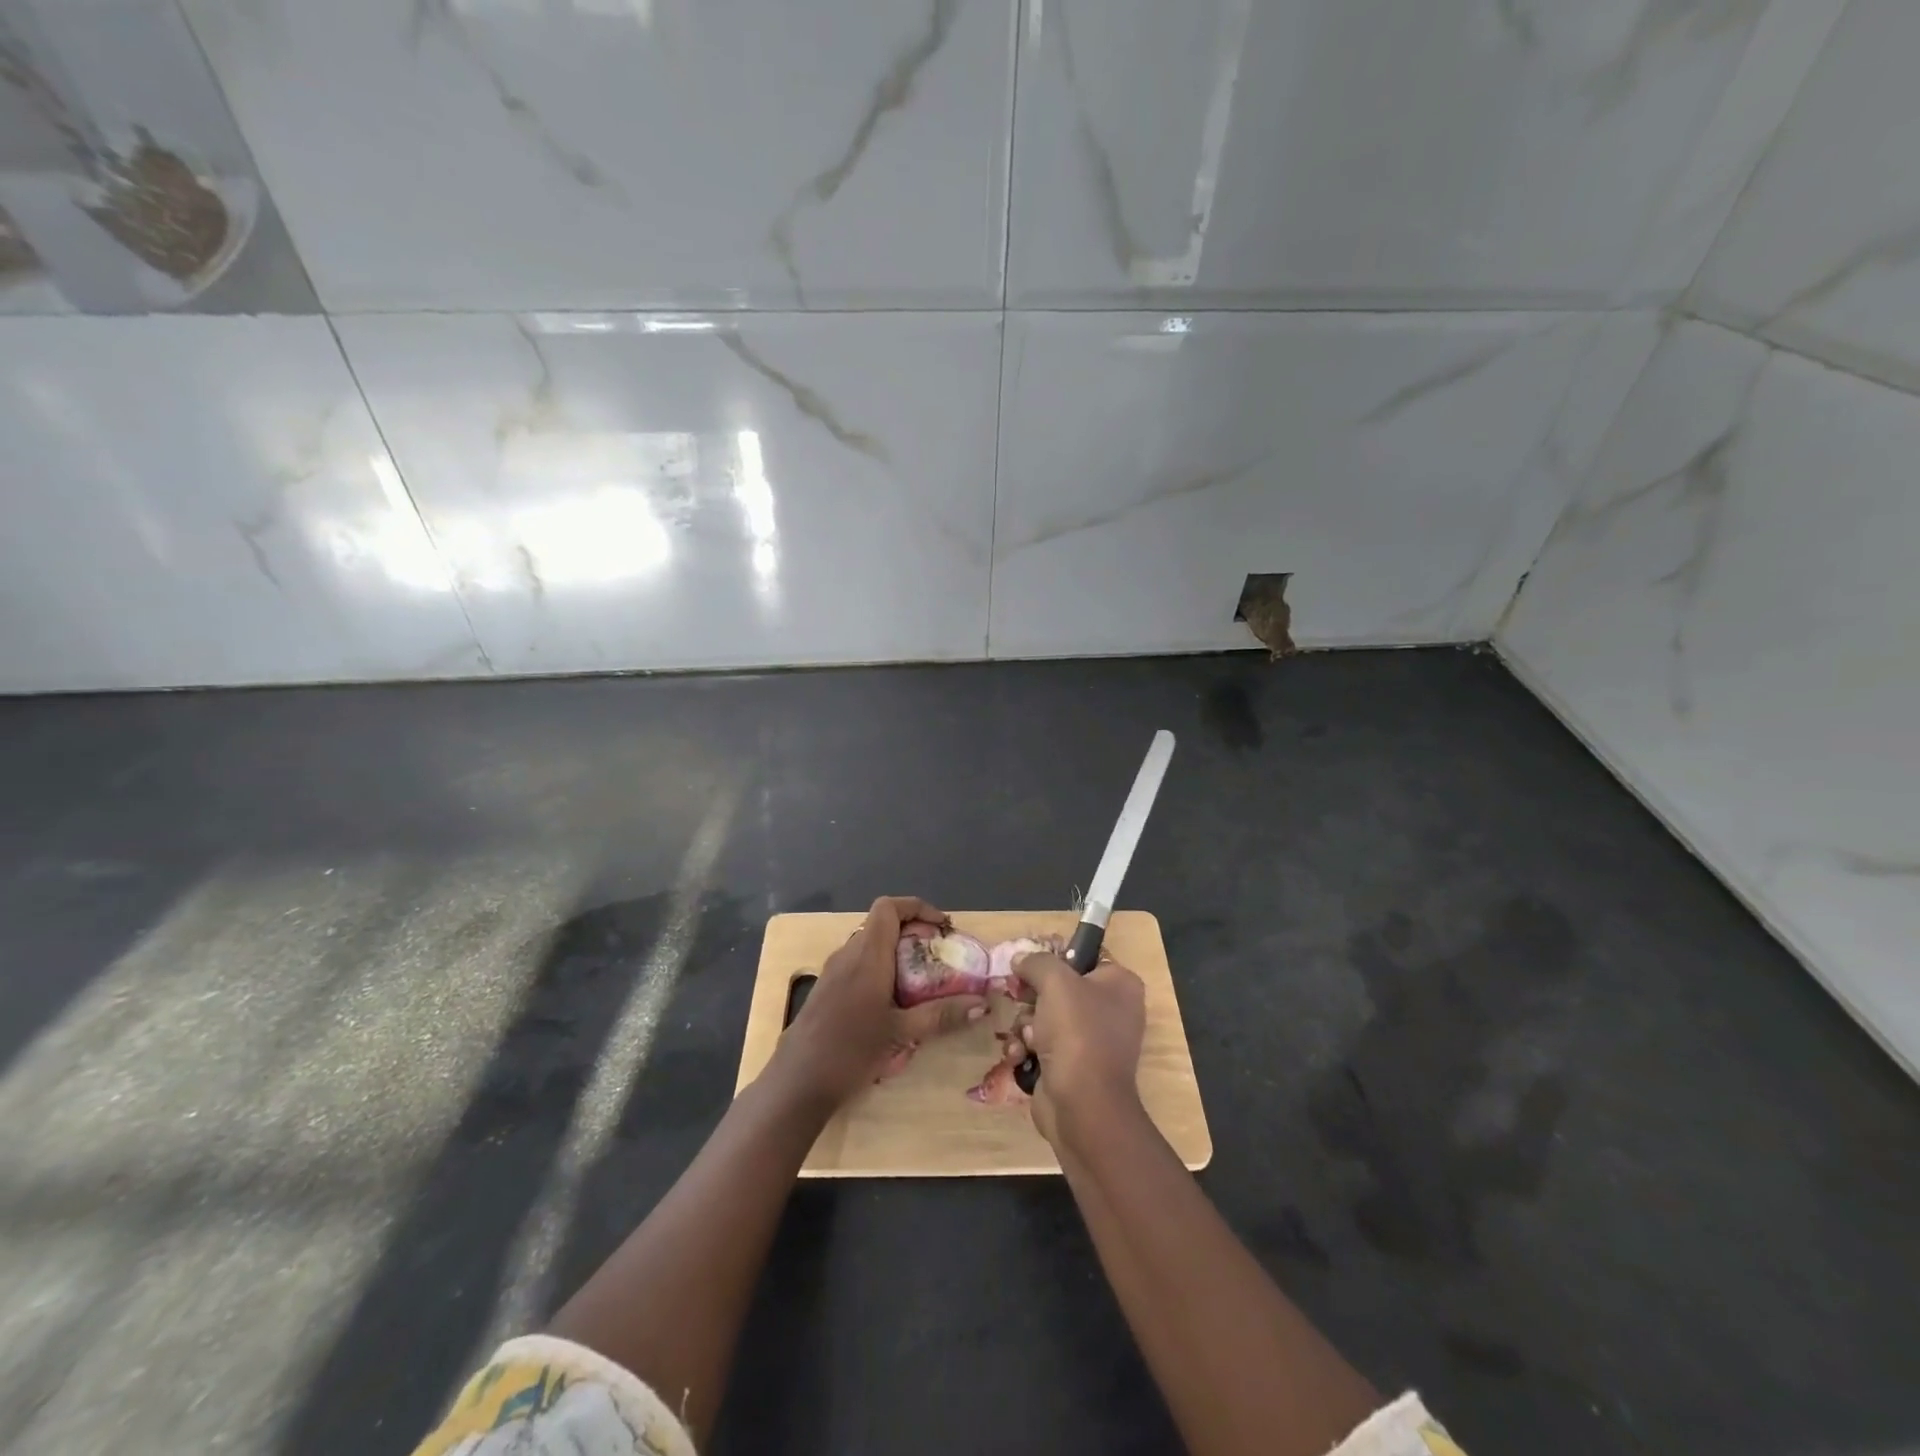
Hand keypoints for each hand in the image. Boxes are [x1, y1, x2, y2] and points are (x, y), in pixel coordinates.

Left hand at [776, 896, 987, 1106]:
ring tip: (923, 981)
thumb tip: (982, 1005)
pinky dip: (882, 970)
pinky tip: (894, 1004)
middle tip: (940, 958)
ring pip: (870, 946)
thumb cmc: (850, 1050)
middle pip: (882, 925)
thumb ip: (941, 1015)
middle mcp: (848, 954)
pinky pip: (859, 965)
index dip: (917, 908)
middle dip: (914, 934)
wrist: (796, 1082)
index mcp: (867, 954)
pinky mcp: (827, 990)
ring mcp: (833, 972)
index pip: (889, 907)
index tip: (942, 929)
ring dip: (898, 953)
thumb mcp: (901, 1033)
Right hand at [1006, 950, 1146, 1146]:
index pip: (1082, 954)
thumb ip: (1036, 962)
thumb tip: (1021, 959)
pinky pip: (1042, 1044)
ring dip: (1026, 1025)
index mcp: (1119, 983)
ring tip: (1026, 1038)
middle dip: (1032, 997)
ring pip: (1044, 1016)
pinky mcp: (1072, 1066)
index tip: (1029, 964)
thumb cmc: (1077, 1033)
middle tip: (1019, 999)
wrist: (1083, 1107)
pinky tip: (1021, 1056)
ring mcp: (1092, 1040)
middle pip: (1058, 987)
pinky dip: (1027, 1049)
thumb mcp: (1055, 982)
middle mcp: (1110, 1009)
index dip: (1053, 956)